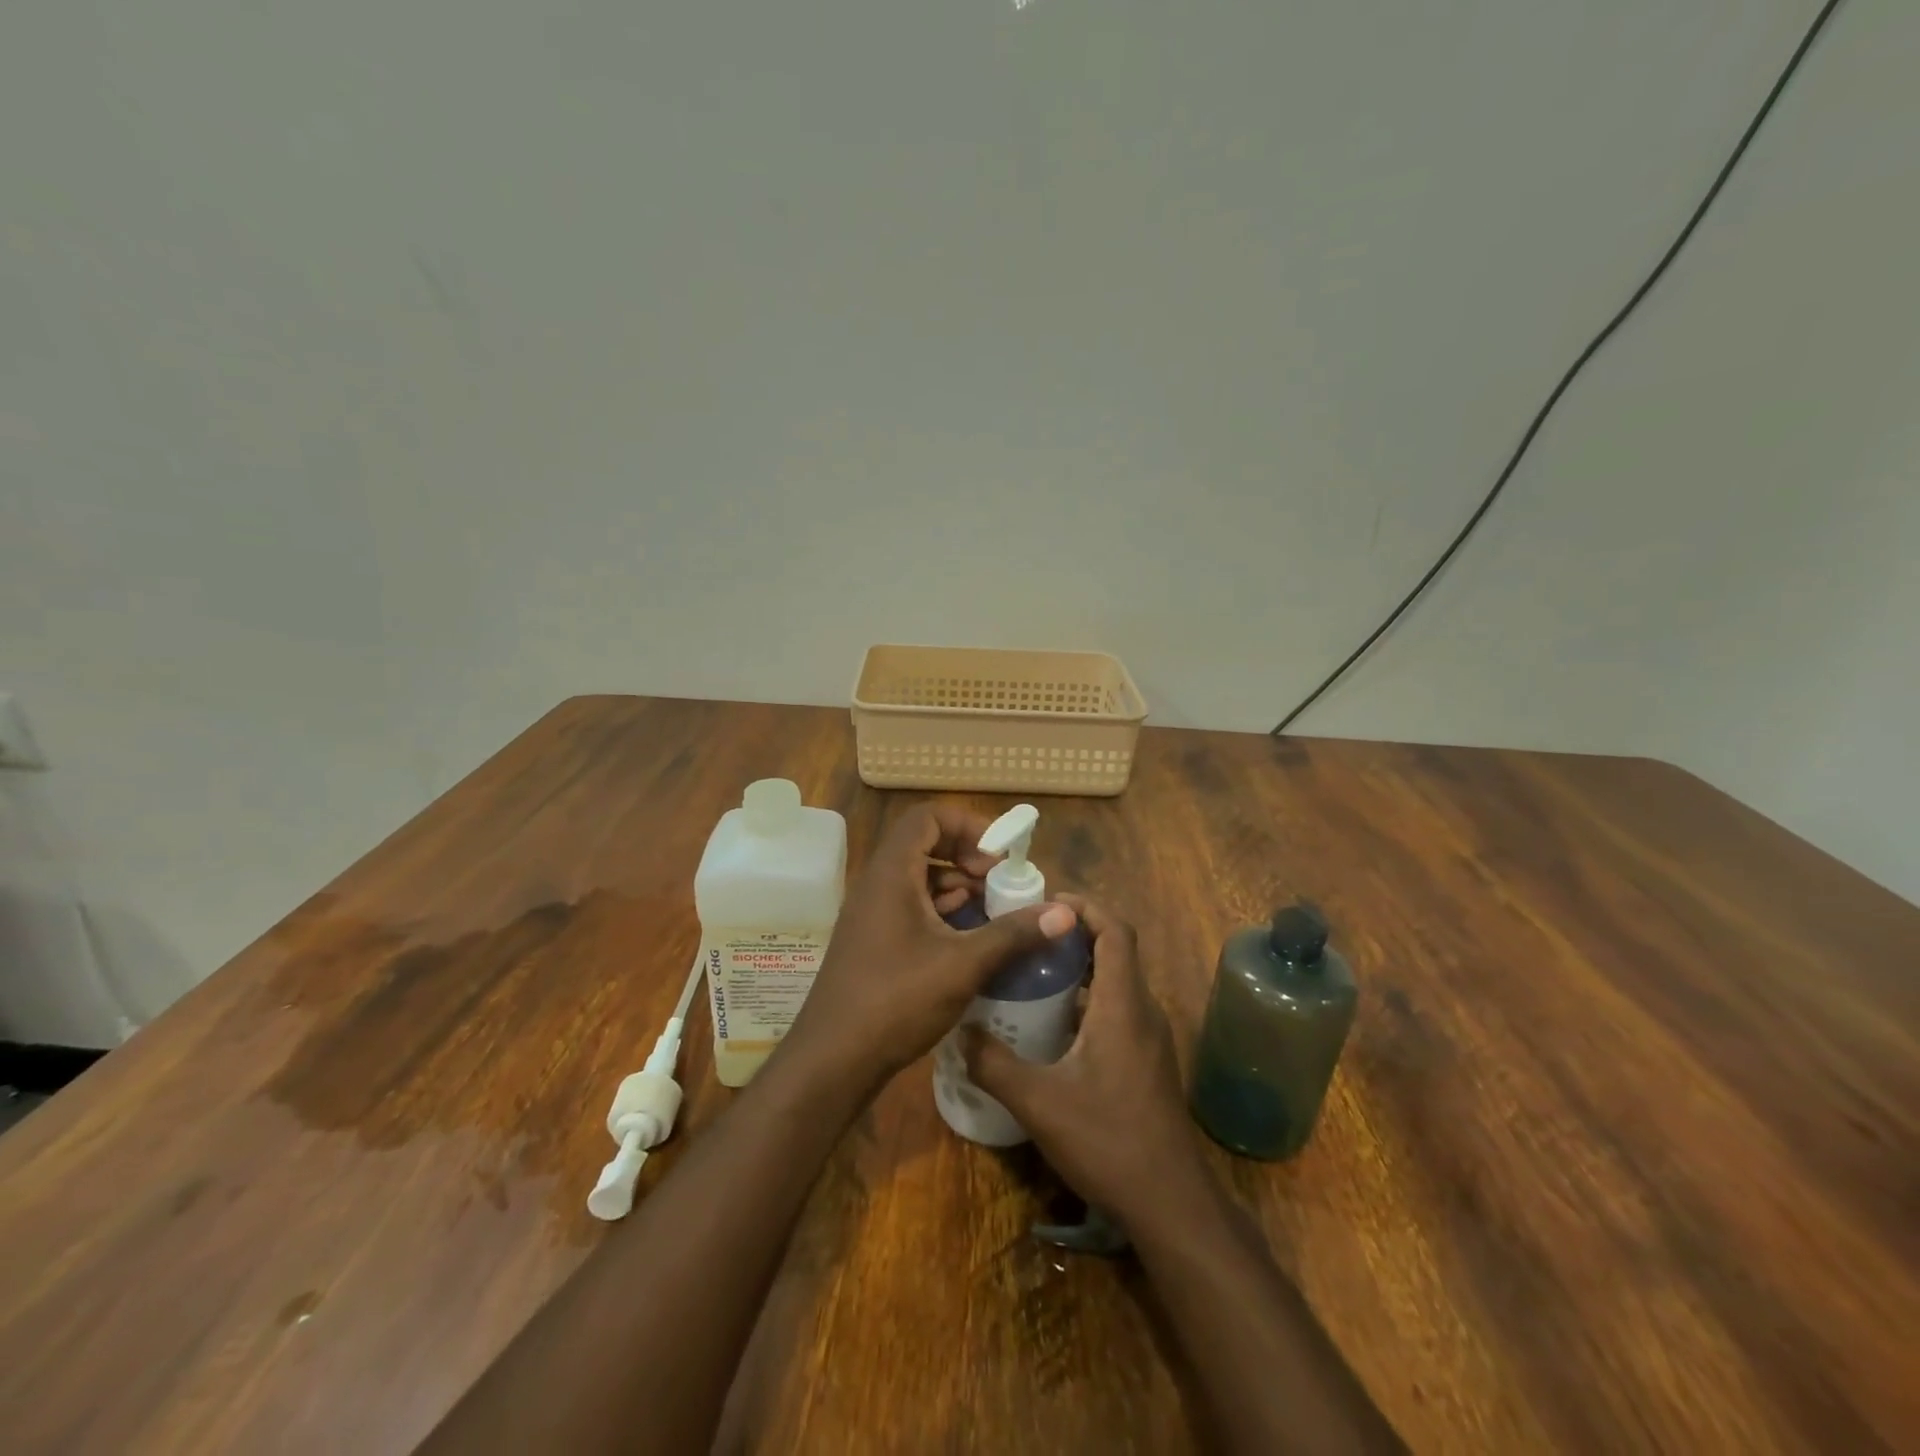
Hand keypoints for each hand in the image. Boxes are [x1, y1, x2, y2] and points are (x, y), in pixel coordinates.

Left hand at [783, 801, 1077, 1088]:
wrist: (833, 1060)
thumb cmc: (896, 1000)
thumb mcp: (963, 965)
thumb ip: (1013, 934)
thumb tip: (1065, 912)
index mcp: (891, 874)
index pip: (927, 817)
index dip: (967, 825)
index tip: (998, 854)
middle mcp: (877, 884)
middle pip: (923, 844)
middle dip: (966, 855)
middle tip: (999, 880)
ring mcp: (871, 914)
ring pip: (917, 878)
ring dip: (956, 884)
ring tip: (991, 908)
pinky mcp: (873, 940)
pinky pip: (910, 906)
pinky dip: (941, 910)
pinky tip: (967, 937)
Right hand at [962, 897, 1206, 1224]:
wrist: (1170, 1204)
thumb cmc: (1108, 1140)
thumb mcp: (1039, 1102)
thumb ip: (994, 1064)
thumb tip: (960, 1031)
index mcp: (1122, 1005)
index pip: (1115, 931)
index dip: (1086, 907)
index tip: (1047, 902)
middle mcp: (1142, 1011)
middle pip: (1115, 952)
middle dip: (1075, 935)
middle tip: (1028, 936)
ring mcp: (1149, 1039)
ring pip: (1116, 983)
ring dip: (1080, 969)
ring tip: (1032, 973)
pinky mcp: (1147, 1062)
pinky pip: (1118, 1010)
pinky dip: (1088, 1000)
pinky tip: (1053, 1026)